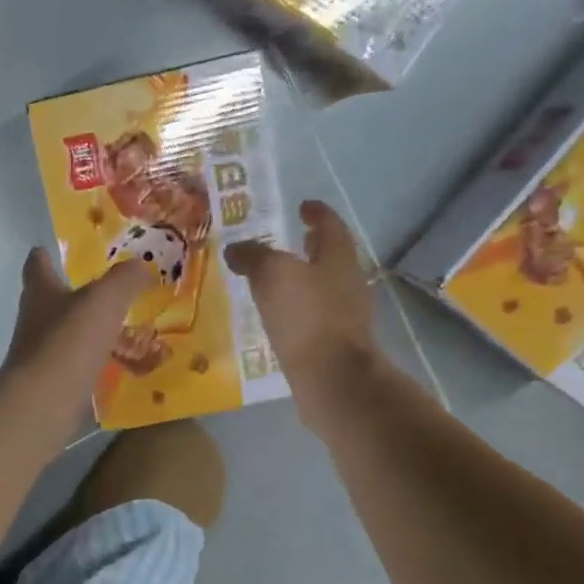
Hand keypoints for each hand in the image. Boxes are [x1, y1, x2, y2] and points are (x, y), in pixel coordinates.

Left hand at [2, 248, 146, 409]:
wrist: (44, 402)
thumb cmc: (69, 341)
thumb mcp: (105, 300)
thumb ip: (125, 279)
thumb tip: (141, 265)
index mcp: (40, 291)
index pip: (37, 264)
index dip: (46, 256)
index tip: (56, 252)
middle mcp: (34, 319)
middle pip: (50, 299)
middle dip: (73, 294)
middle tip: (106, 290)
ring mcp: (40, 353)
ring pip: (64, 333)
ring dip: (86, 330)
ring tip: (120, 328)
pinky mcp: (50, 382)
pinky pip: (75, 365)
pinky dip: (92, 362)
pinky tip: (117, 364)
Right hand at [224, 200, 384, 414]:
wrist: (332, 377)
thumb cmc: (306, 316)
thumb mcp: (272, 275)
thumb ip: (253, 257)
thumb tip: (236, 249)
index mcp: (338, 257)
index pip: (330, 225)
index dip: (316, 213)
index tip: (304, 206)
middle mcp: (347, 282)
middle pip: (330, 256)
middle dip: (312, 247)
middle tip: (293, 240)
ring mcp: (344, 315)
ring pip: (322, 286)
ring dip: (303, 279)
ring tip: (275, 280)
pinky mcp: (334, 343)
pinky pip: (314, 315)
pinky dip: (298, 309)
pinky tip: (278, 316)